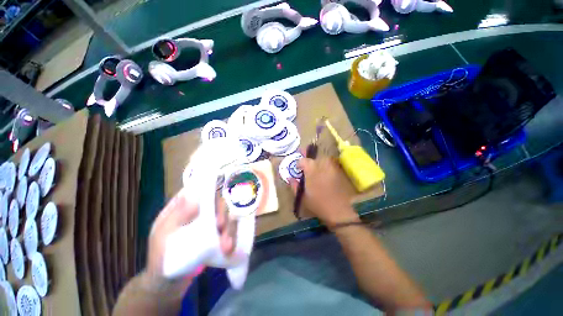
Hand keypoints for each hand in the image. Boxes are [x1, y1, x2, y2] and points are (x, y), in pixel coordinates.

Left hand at [143, 189, 234, 292]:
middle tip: (221, 227)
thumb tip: (194, 197)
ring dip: (230, 229)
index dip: (211, 190)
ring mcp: (210, 225)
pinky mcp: (217, 237)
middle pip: (218, 204)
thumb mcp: (163, 237)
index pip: (200, 191)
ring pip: (227, 217)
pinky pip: (230, 231)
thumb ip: (177, 217)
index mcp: (184, 208)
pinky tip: (230, 249)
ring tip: (227, 246)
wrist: (168, 284)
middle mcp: (200, 213)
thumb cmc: (160, 258)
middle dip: (224, 213)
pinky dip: (233, 237)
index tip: (216, 199)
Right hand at [290, 157, 359, 228]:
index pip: (302, 160)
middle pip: (314, 158)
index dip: (299, 165)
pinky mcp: (342, 170)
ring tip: (319, 173)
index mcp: (311, 167)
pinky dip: (329, 168)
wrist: (344, 211)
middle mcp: (323, 162)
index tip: (299, 170)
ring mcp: (334, 165)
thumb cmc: (320, 205)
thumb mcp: (303, 198)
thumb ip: (295, 186)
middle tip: (309, 171)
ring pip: (324, 160)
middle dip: (310, 163)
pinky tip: (328, 176)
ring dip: (320, 164)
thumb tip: (291, 179)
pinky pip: (333, 165)